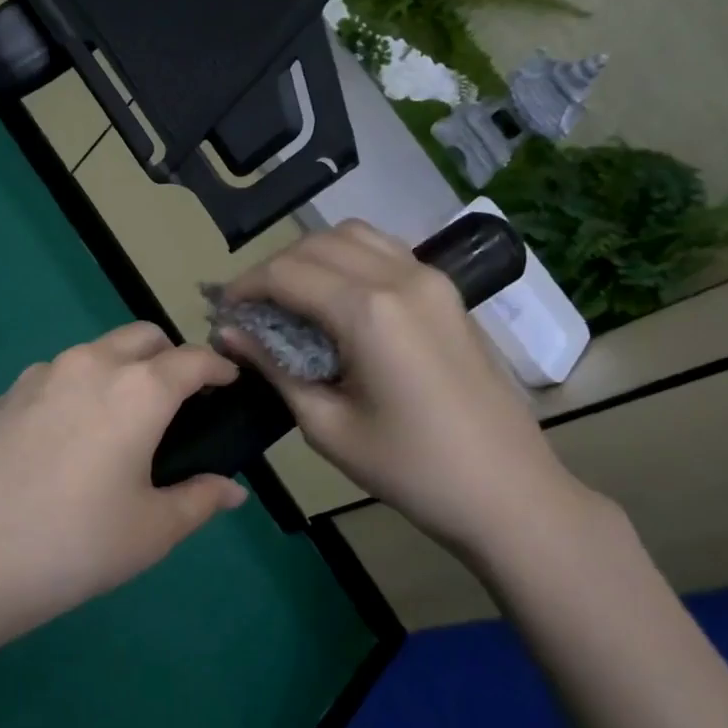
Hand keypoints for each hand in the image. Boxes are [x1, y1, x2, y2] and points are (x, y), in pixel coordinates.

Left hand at [0, 321, 247, 628]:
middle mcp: (89, 365)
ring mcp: (39, 376)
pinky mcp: (4, 395)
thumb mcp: (151, 531)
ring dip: (121, 370)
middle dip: (170, 357)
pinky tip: (67, 440)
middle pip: (142, 337)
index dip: (219, 369)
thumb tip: (231, 491)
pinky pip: (56, 376)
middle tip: (177, 404)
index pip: (193, 360)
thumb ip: (199, 500)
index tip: (230, 384)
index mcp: (137, 390)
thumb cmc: (74, 545)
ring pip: (95, 353)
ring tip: (119, 424)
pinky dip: (79, 389)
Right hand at [219, 221, 600, 564]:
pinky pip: (385, 252)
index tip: (221, 312)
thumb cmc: (410, 469)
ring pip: (353, 236)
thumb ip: (274, 367)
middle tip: (250, 309)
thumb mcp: (326, 425)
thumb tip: (229, 333)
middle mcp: (400, 277)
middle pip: (317, 244)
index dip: (245, 287)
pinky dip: (347, 259)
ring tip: (289, 299)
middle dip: (272, 269)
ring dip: (310, 257)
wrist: (507, 491)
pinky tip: (335, 298)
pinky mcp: (447, 291)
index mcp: (369, 311)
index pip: (286, 273)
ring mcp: (431, 279)